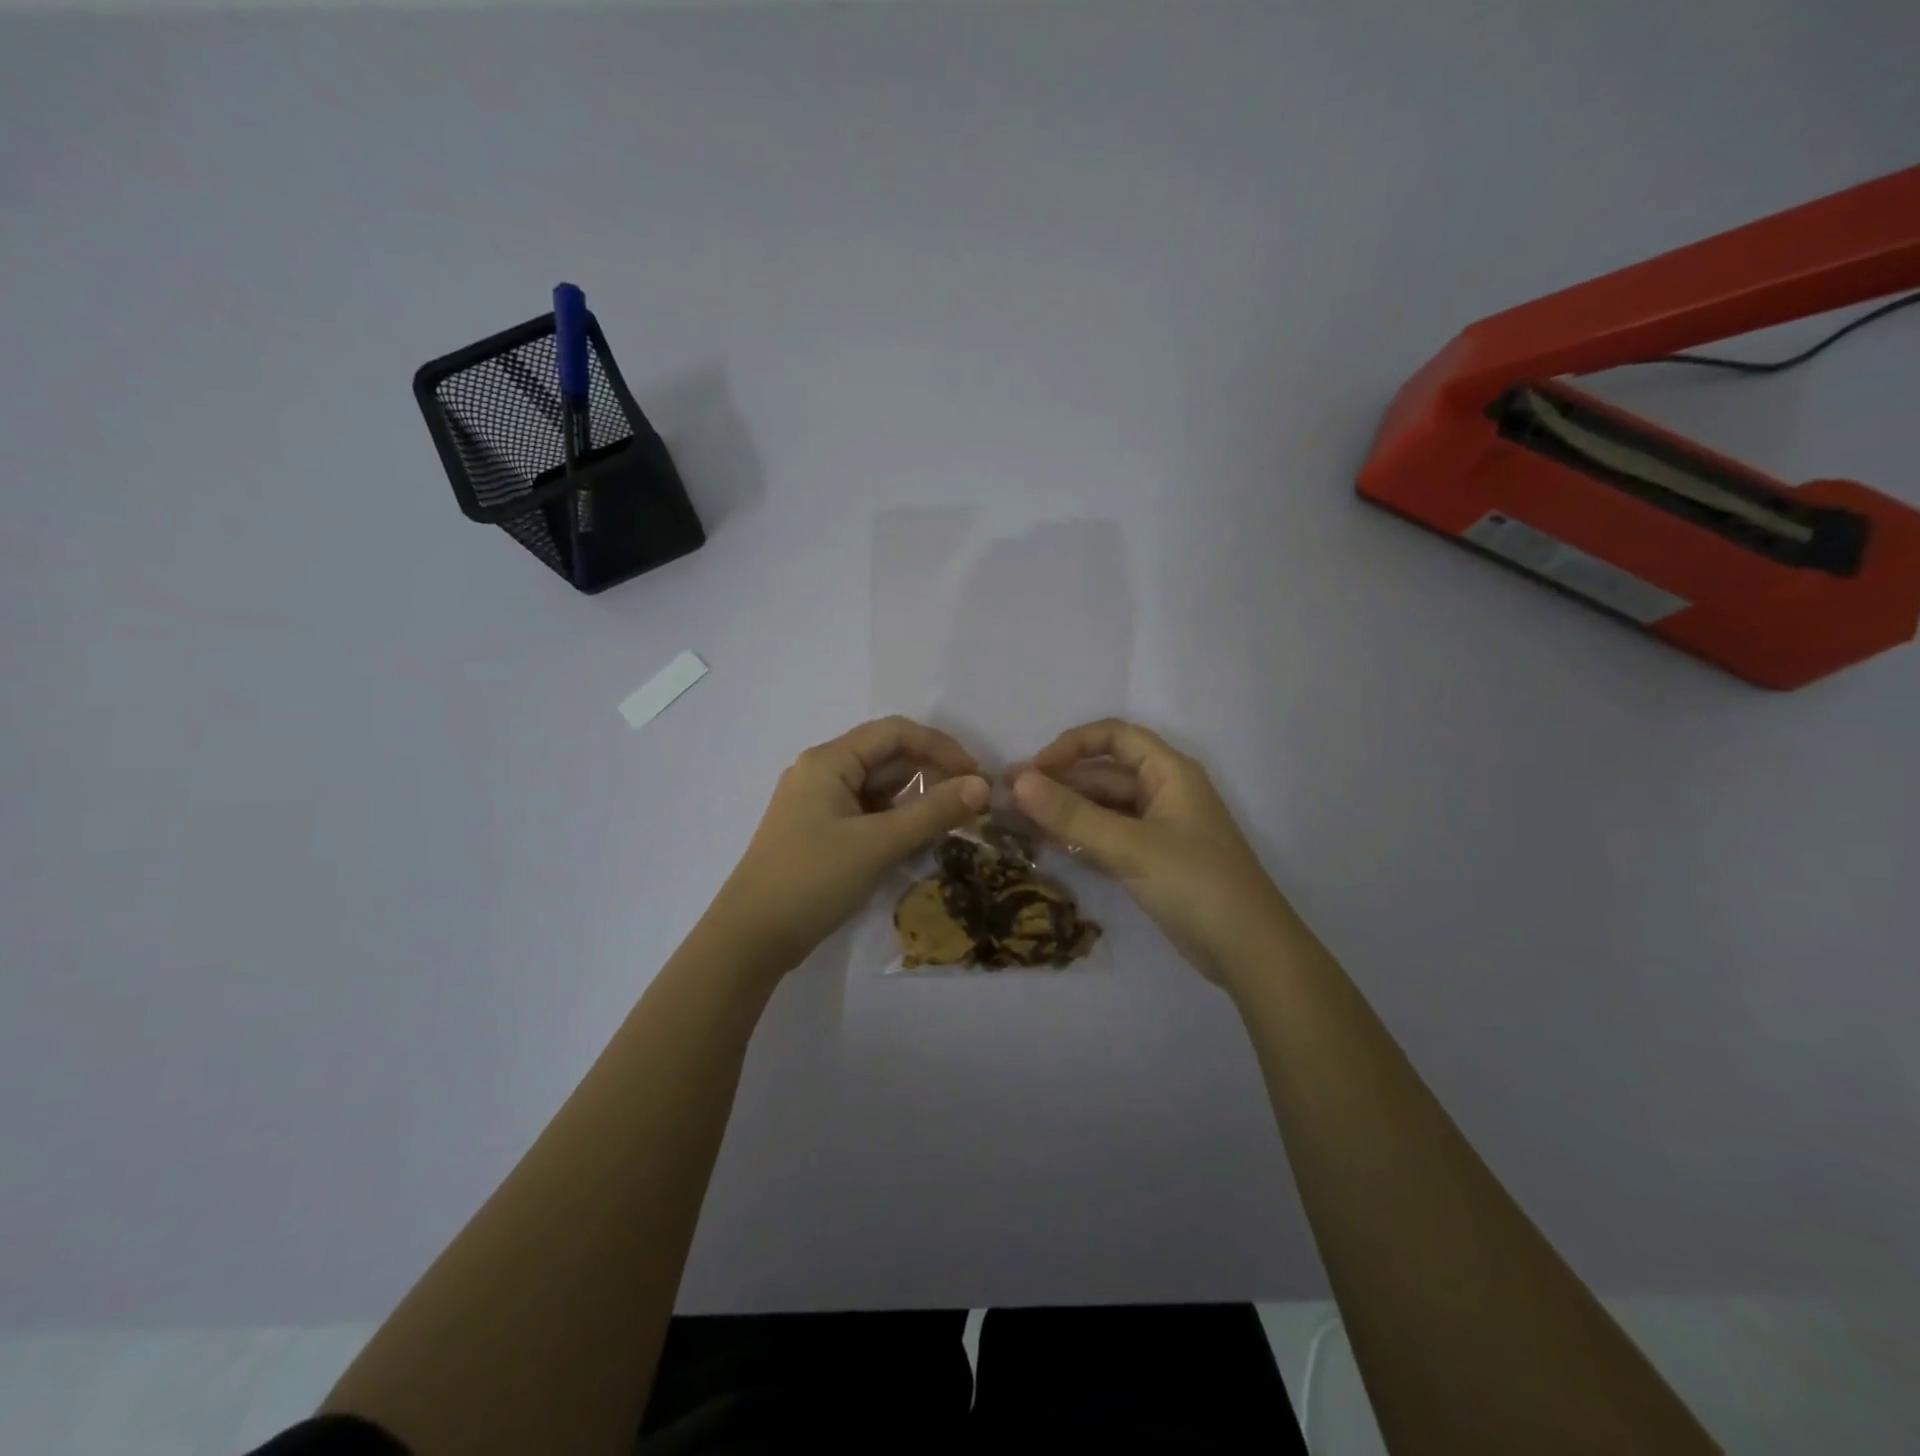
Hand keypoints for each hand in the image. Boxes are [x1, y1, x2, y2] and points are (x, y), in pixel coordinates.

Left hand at [713, 717, 989, 975]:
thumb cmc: (812, 880)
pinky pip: (869, 813)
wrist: (751, 939)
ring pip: (881, 788)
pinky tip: (922, 840)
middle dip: (933, 774)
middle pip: (888, 758)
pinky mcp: (822, 832)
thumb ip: (932, 812)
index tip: (976, 776)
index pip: (895, 733)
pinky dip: (898, 821)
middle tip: (972, 804)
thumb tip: (983, 786)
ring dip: (918, 800)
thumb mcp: (878, 844)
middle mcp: (823, 772)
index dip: (940, 747)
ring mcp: (821, 804)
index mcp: (829, 761)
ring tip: (954, 823)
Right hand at [1012, 719, 1293, 986]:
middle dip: (1058, 782)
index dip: (1071, 746)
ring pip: (1102, 808)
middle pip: (1103, 774)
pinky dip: (1079, 838)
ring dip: (1064, 812)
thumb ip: (1072, 815)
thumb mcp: (1130, 846)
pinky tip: (1046, 845)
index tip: (1034, 770)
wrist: (1250, 952)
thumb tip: (1018, 781)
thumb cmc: (1196, 884)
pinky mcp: (1152, 861)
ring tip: (1016, 822)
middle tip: (1007, 798)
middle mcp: (1163, 792)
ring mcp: (1157, 829)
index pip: (1114, 737)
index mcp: (1169, 772)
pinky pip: (1108, 837)